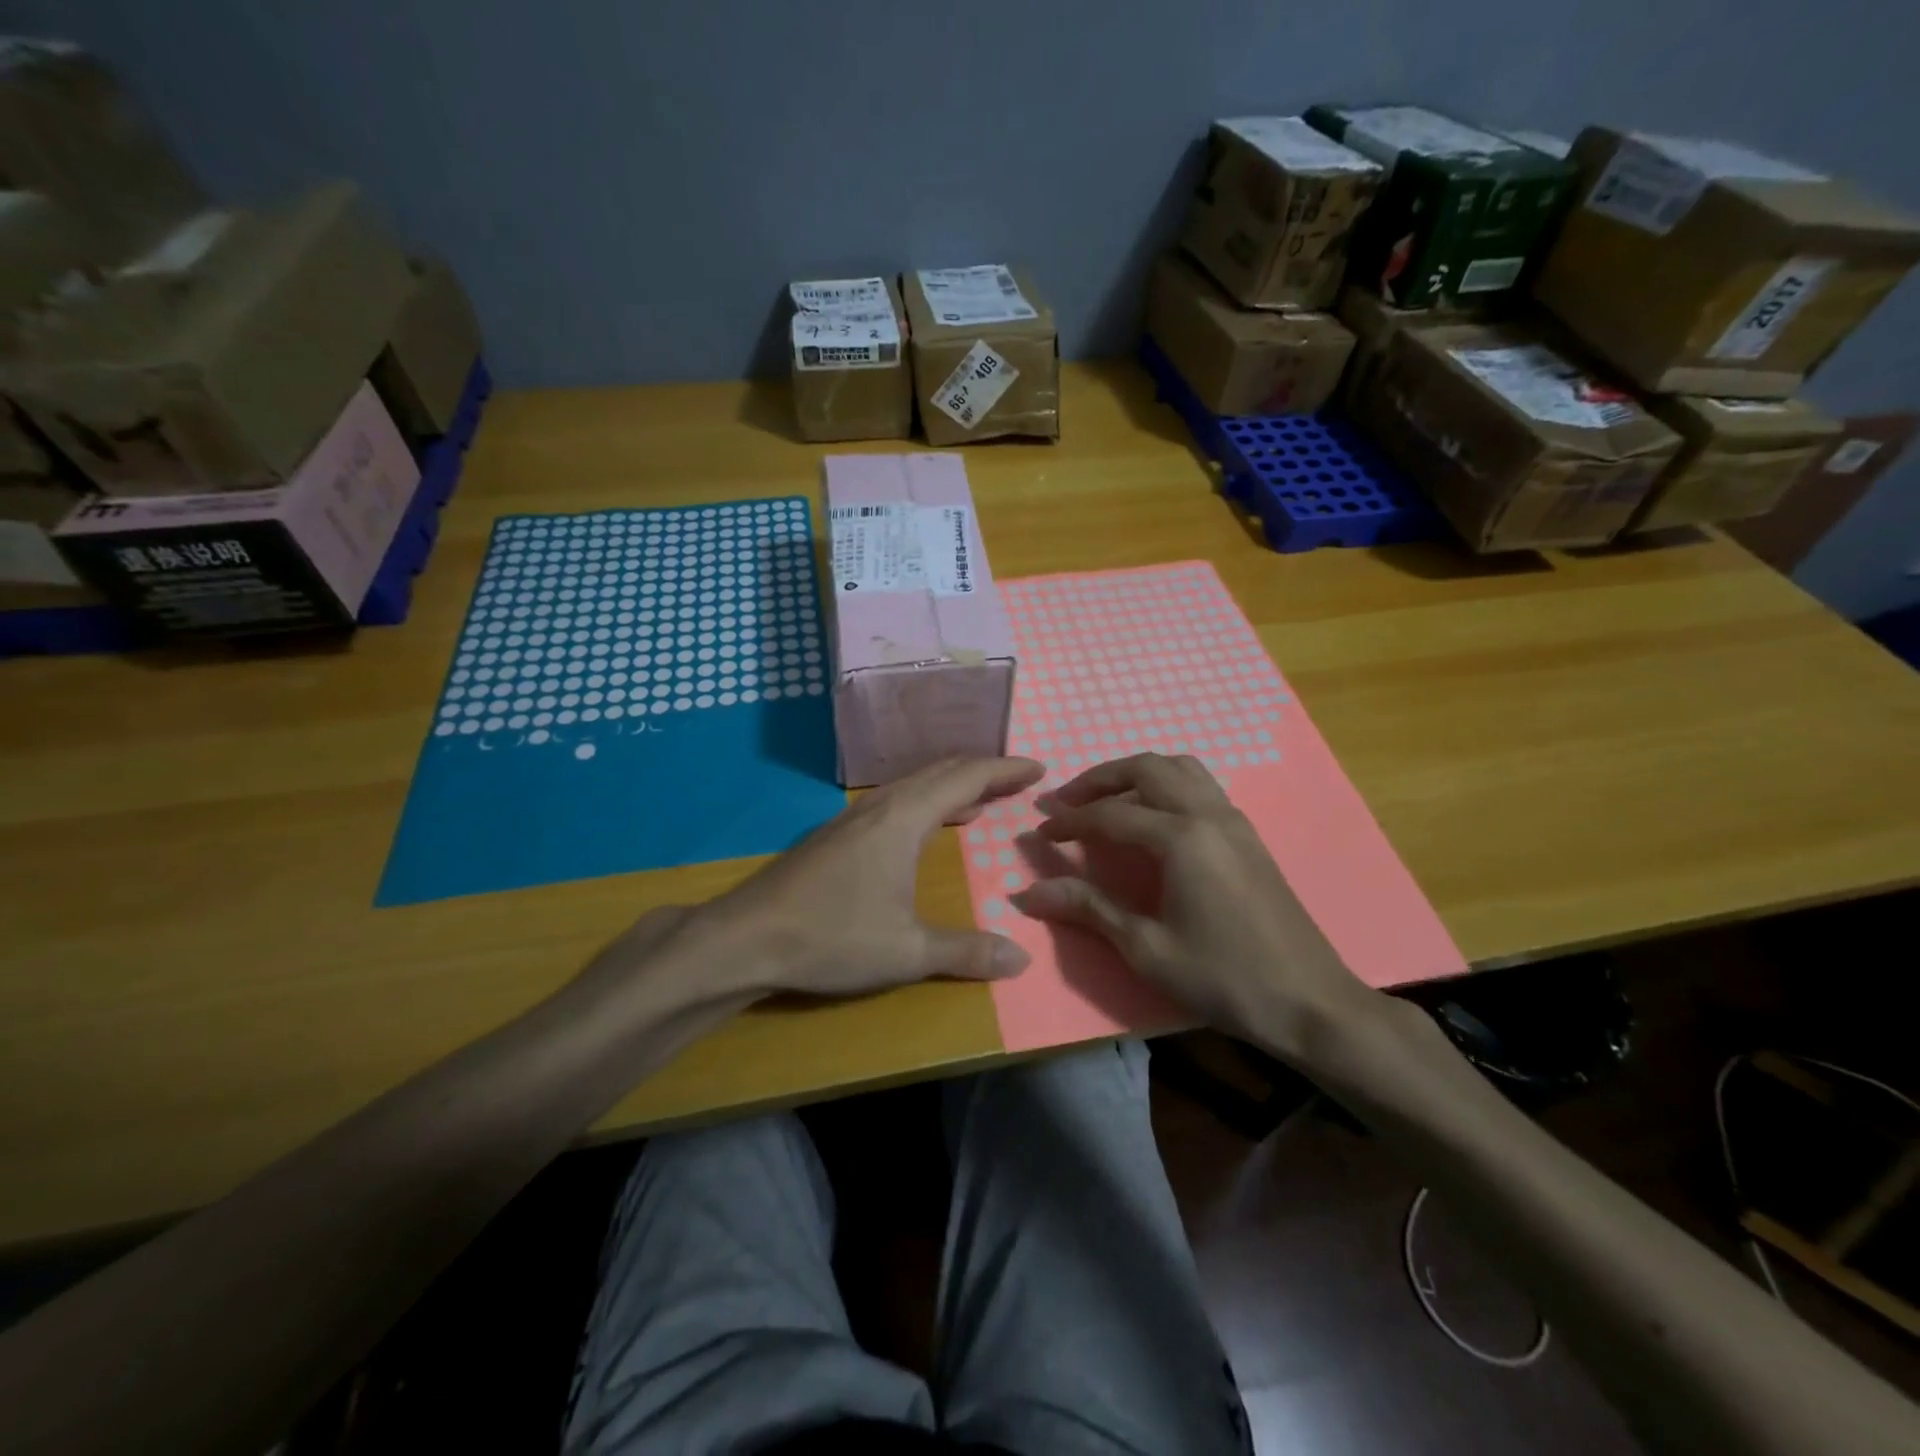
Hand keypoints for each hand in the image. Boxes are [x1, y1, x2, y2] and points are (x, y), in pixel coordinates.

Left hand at [686, 756, 1044, 998]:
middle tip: (1017, 781)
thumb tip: (1021, 959)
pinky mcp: (834, 837)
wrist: (744, 939)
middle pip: (940, 773)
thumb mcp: (906, 951)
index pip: (966, 779)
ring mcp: (851, 819)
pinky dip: (924, 803)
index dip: (1004, 770)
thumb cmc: (831, 937)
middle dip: (982, 773)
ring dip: (950, 787)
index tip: (1038, 769)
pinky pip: (893, 803)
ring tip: (980, 801)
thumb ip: (965, 952)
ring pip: (913, 786)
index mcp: (903, 818)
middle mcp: (879, 807)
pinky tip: (922, 829)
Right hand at [1010, 753, 1373, 1049]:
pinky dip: (1166, 785)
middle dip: (1100, 779)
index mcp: (1181, 838)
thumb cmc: (1224, 978)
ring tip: (1107, 800)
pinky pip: (1200, 786)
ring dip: (1136, 774)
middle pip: (1146, 768)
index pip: (1111, 814)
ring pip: (1179, 768)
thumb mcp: (1147, 949)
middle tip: (1066, 800)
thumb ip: (1089, 909)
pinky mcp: (1248, 834)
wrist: (1310, 1002)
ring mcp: (1233, 820)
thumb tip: (1028, 894)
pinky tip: (1152, 818)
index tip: (1040, 832)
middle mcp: (1208, 814)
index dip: (1071, 821)